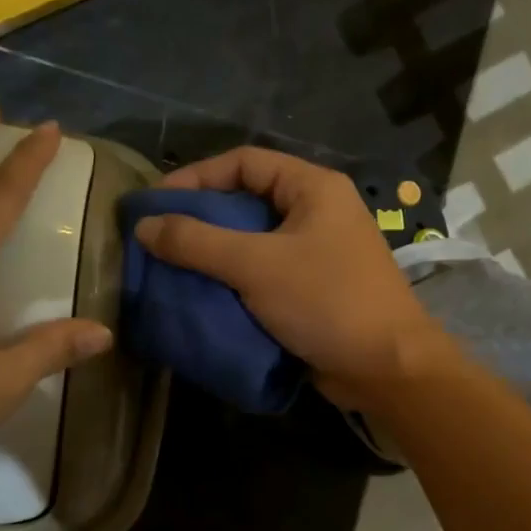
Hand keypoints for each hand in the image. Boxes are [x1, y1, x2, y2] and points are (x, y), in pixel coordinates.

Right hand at [132, 147, 449, 405]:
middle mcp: (317, 212)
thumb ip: (198, 242)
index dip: (196, 177)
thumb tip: (145, 225)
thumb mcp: (256, 265)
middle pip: (247, 201)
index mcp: (314, 188)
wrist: (385, 368)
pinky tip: (202, 296)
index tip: (155, 203)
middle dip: (201, 219)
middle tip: (158, 239)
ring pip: (253, 242)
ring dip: (214, 255)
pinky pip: (264, 274)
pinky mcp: (313, 290)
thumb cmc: (326, 301)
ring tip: (171, 269)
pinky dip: (233, 282)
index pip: (244, 162)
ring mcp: (318, 253)